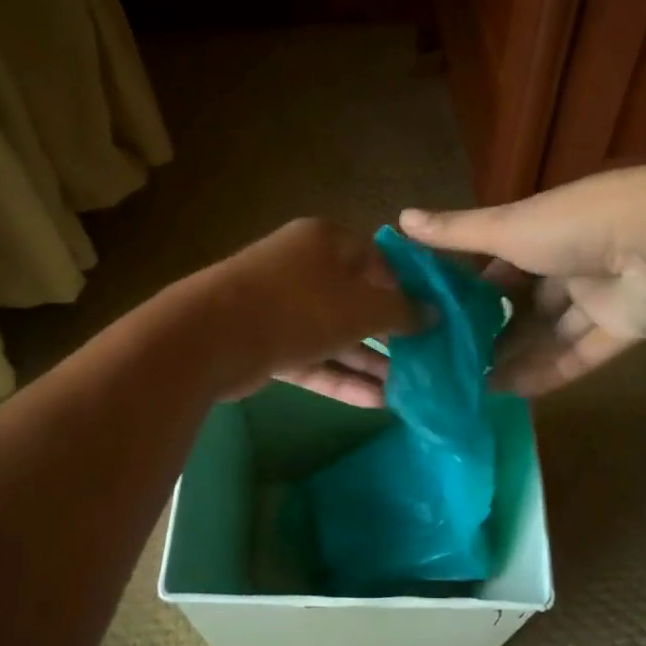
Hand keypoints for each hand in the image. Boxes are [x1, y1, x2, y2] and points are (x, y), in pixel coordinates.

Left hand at [198, 219, 415, 406]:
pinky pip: (313, 359)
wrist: (212, 336)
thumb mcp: (360, 307)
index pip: (376, 260)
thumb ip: (400, 312)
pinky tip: (377, 402)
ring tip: (410, 389)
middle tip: (426, 359)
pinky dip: (340, 378)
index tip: (432, 319)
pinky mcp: (266, 344)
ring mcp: (281, 308)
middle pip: (356, 301)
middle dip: (390, 333)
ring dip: (369, 362)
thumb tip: (433, 314)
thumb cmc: (298, 306)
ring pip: (335, 335)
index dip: (406, 289)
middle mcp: (303, 269)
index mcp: (325, 242)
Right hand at [399, 165, 645, 395]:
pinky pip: (580, 355)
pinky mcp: (622, 328)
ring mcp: (598, 296)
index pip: (501, 263)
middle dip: (495, 328)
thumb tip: (399, 218)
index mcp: (543, 233)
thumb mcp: (505, 228)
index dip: (473, 288)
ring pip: (552, 333)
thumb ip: (455, 232)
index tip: (441, 314)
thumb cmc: (570, 225)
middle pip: (527, 302)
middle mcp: (568, 263)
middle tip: (455, 359)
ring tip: (474, 383)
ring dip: (517, 356)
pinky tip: (510, 393)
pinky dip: (549, 373)